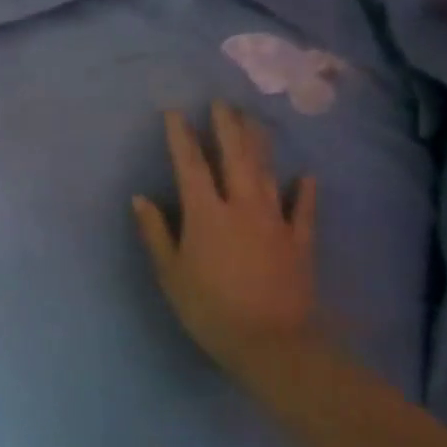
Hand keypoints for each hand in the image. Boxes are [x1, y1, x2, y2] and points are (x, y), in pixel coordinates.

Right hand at [132, 103, 324, 390]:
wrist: (271, 344)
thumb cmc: (209, 309)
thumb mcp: (170, 273)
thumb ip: (156, 232)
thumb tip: (140, 198)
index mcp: (205, 213)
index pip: (189, 164)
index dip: (180, 136)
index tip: (174, 112)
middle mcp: (241, 206)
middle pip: (234, 157)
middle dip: (226, 127)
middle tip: (221, 102)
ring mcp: (275, 221)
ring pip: (266, 172)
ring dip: (259, 144)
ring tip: (254, 120)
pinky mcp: (300, 241)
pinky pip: (304, 210)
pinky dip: (305, 191)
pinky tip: (307, 175)